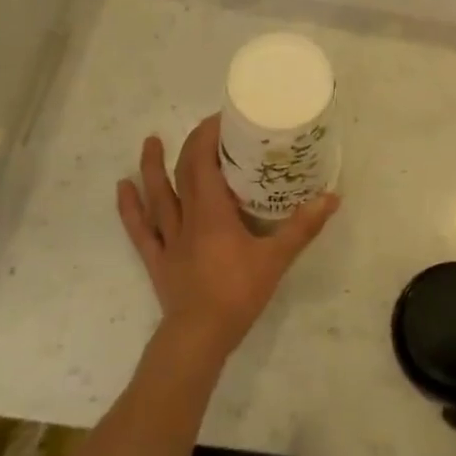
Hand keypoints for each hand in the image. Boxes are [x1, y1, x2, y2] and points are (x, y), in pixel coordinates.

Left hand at [117, 114, 338, 358]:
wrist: (199, 337)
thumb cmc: (238, 294)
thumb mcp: (276, 259)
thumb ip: (302, 227)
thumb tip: (332, 197)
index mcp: (212, 212)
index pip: (204, 163)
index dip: (209, 137)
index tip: (223, 118)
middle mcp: (186, 217)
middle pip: (184, 173)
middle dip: (193, 145)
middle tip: (207, 128)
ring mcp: (167, 239)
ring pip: (156, 196)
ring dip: (152, 167)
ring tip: (151, 140)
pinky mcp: (156, 259)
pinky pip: (139, 229)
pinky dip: (129, 207)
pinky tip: (123, 188)